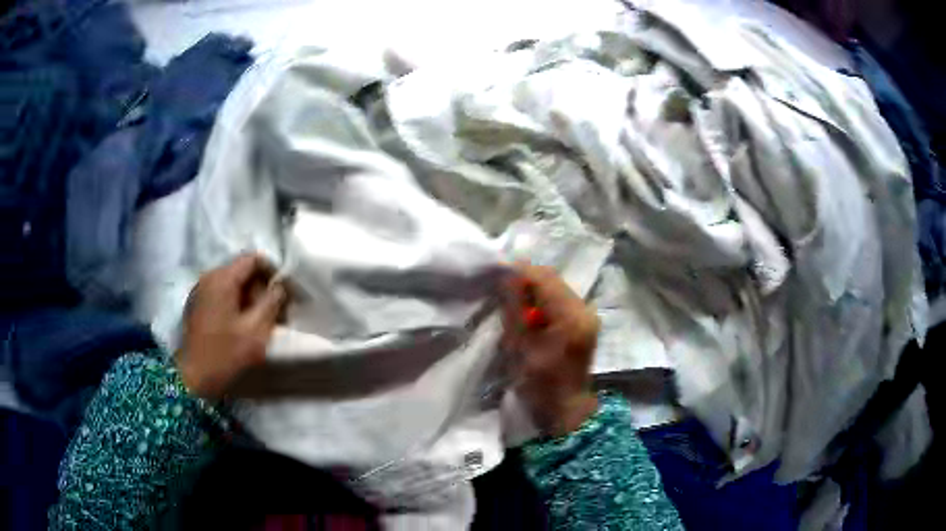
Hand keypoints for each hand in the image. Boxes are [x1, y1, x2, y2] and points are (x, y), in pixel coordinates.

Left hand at [177, 253, 286, 400]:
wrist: (194, 377)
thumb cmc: (226, 353)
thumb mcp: (256, 330)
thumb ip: (272, 303)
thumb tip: (280, 286)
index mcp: (223, 278)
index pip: (253, 259)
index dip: (273, 270)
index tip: (286, 291)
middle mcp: (210, 277)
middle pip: (243, 270)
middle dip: (263, 286)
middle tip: (279, 310)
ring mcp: (202, 290)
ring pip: (233, 283)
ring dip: (251, 297)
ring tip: (265, 320)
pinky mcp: (199, 304)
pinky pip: (223, 294)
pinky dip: (238, 303)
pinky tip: (246, 324)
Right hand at [500, 263, 599, 436]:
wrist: (566, 407)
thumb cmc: (540, 383)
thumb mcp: (521, 345)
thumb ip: (515, 308)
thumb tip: (508, 276)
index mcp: (571, 315)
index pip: (544, 278)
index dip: (520, 272)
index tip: (497, 274)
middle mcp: (585, 308)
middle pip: (553, 279)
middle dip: (526, 280)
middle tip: (502, 289)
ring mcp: (587, 314)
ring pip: (556, 288)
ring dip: (534, 291)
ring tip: (513, 302)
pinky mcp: (584, 321)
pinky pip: (561, 300)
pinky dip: (543, 301)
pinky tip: (529, 313)